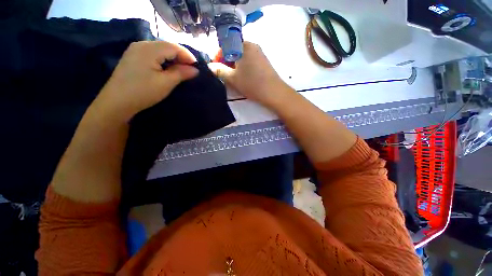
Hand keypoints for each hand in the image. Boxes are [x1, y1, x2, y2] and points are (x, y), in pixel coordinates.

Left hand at [92, 41, 198, 122]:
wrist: (117, 102)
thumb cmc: (143, 92)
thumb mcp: (166, 83)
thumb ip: (181, 73)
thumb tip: (195, 70)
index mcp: (149, 49)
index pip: (174, 47)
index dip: (188, 56)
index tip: (197, 68)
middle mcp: (141, 44)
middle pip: (167, 46)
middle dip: (181, 57)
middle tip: (190, 70)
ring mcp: (135, 50)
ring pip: (160, 50)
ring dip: (173, 59)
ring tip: (181, 70)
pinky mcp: (133, 58)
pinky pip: (153, 54)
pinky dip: (164, 60)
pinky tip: (167, 69)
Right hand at [208, 42, 290, 106]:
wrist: (273, 92)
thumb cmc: (251, 83)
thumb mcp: (233, 78)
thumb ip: (220, 71)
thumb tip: (209, 66)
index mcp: (243, 45)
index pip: (225, 46)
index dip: (218, 56)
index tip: (216, 68)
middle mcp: (252, 45)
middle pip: (234, 51)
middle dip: (226, 62)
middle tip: (224, 75)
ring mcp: (260, 53)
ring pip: (242, 57)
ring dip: (235, 66)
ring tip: (234, 78)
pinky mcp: (264, 62)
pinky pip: (249, 62)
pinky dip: (243, 68)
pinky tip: (244, 78)